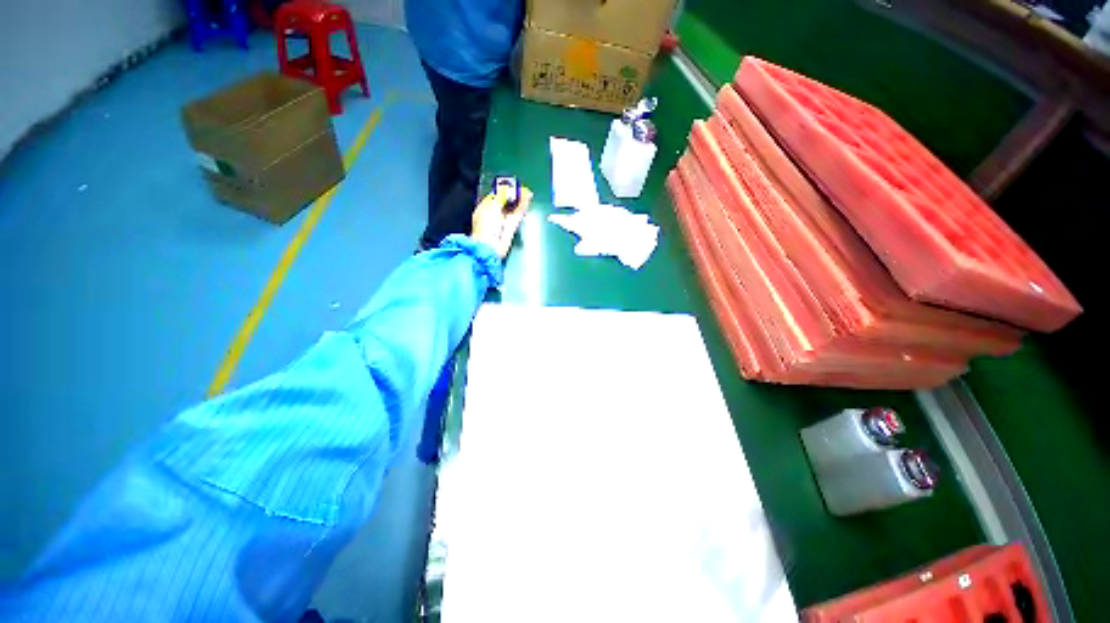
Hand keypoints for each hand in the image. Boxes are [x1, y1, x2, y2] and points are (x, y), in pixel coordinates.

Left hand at [471, 185, 532, 258]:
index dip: (503, 190)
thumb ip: (500, 197)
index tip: (511, 185)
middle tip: (521, 188)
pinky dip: (522, 207)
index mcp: (485, 208)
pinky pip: (518, 215)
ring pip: (512, 208)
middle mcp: (494, 214)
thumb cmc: (485, 227)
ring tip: (527, 192)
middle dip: (513, 195)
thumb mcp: (491, 208)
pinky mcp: (511, 228)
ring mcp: (503, 221)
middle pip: (505, 202)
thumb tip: (506, 189)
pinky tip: (527, 199)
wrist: (490, 247)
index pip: (495, 196)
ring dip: (519, 200)